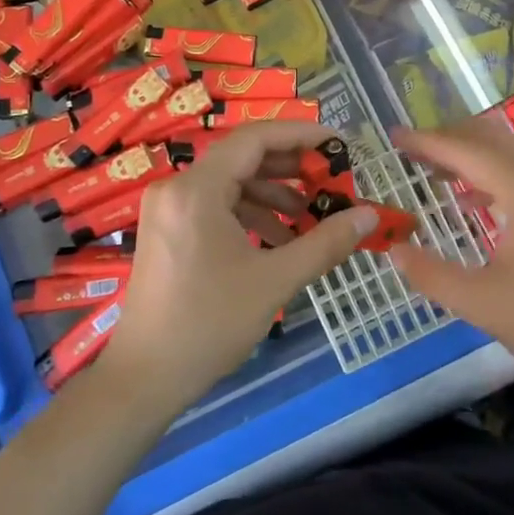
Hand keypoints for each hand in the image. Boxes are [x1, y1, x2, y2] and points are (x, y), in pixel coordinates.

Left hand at [101, 121, 377, 414]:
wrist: (144, 378)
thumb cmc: (208, 324)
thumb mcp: (275, 281)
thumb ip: (325, 242)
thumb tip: (369, 216)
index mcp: (197, 189)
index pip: (255, 139)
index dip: (301, 135)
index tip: (339, 145)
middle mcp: (177, 188)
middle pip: (243, 158)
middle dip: (292, 169)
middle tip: (332, 183)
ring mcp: (168, 209)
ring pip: (231, 184)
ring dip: (274, 196)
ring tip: (311, 219)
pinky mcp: (168, 231)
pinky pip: (216, 206)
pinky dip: (251, 215)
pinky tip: (280, 241)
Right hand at [388, 119, 513, 403]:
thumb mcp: (480, 304)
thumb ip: (432, 273)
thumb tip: (392, 249)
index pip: (470, 152)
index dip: (428, 142)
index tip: (393, 136)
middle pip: (492, 139)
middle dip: (449, 138)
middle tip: (410, 151)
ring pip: (509, 154)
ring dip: (470, 154)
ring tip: (431, 169)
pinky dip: (489, 174)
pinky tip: (467, 201)